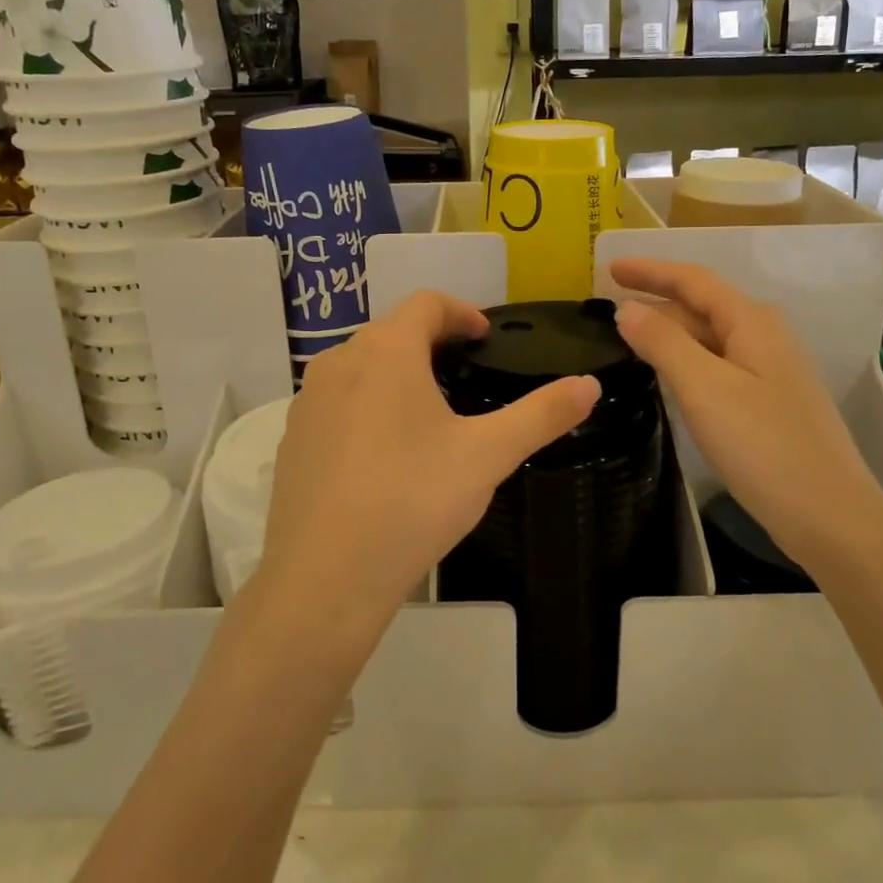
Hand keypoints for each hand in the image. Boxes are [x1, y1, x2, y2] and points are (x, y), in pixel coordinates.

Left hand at [258, 291, 599, 638]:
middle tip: (465, 375)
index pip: (426, 304)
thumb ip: (542, 414)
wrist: (325, 578)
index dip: (461, 312)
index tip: (485, 339)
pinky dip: (366, 406)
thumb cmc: (412, 501)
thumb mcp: (488, 455)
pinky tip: (385, 454)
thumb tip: (590, 385)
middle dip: (431, 342)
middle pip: (391, 331)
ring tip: (429, 413)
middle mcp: (338, 363)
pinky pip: (336, 403)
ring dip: (396, 373)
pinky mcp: (291, 440)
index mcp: (386, 352)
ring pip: (360, 367)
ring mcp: (307, 402)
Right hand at [609, 258, 882, 577]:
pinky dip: (684, 360)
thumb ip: (663, 343)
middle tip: (607, 306)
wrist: (830, 516)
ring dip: (668, 331)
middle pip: (702, 305)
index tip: (608, 267)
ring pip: (709, 338)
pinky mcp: (767, 403)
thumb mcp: (705, 388)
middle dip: (656, 300)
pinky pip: (716, 366)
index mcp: (752, 322)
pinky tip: (665, 376)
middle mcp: (764, 337)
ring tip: (626, 336)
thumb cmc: (764, 445)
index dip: (650, 270)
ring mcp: (769, 371)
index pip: (693, 280)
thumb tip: (627, 309)